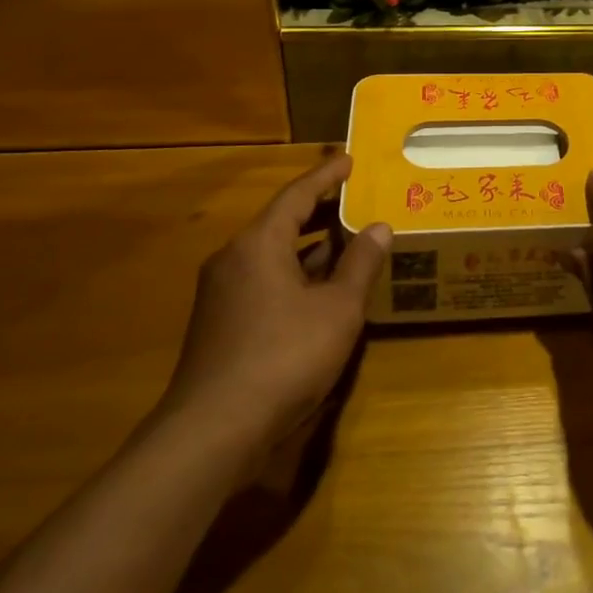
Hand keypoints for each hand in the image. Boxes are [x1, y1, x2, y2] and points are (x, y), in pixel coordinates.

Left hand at [158, 151, 390, 455]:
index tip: (348, 160)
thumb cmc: (283, 357)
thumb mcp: (337, 309)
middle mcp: (234, 258)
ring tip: (346, 238)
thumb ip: (360, 264)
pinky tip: (320, 289)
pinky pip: (263, 280)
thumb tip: (380, 228)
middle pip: (281, 221)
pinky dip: (294, 273)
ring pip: (272, 253)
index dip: (326, 176)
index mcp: (259, 243)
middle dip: (319, 209)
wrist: (212, 432)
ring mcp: (222, 293)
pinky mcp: (220, 323)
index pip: (297, 194)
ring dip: (309, 245)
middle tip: (355, 197)